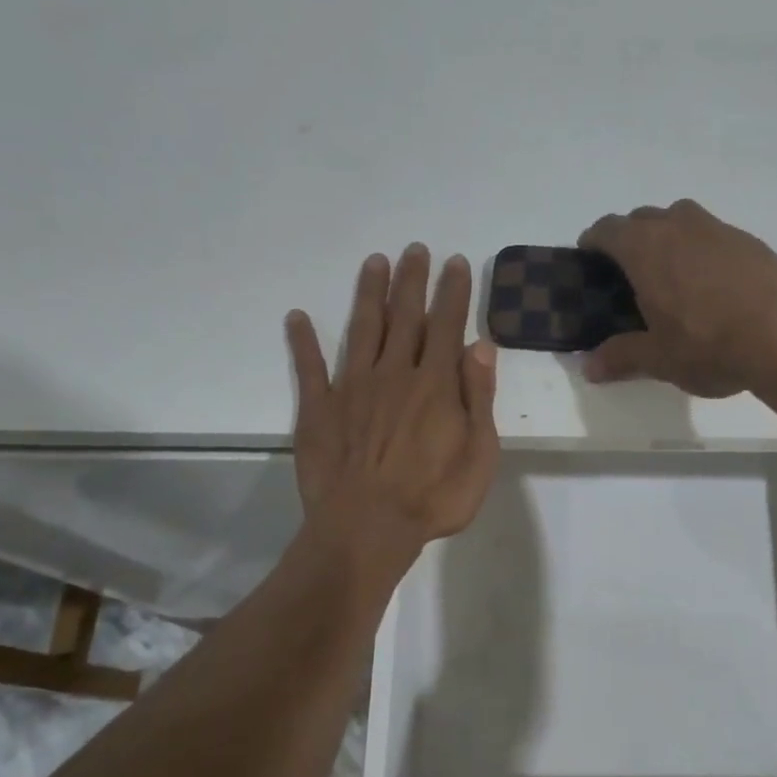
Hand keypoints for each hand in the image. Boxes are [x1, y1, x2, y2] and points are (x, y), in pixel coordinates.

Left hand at [287, 245, 500, 571]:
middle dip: (412, 279)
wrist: (367, 528)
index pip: (446, 325)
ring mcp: (352, 388)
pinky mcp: (319, 409)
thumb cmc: (433, 497)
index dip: (452, 292)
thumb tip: (480, 345)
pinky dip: (303, 341)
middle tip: (415, 248)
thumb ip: (479, 397)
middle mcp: (393, 373)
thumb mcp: (479, 454)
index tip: (455, 262)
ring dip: (369, 293)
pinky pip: (309, 367)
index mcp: (434, 384)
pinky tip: (296, 317)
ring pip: (363, 329)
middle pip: (405, 316)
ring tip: (374, 261)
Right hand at [579, 200, 776, 397]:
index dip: (593, 243)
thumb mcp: (659, 359)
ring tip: (670, 276)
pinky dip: (701, 250)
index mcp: (646, 248)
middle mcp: (679, 226)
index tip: (588, 261)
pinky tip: (711, 286)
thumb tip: (589, 368)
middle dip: (629, 240)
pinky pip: (712, 235)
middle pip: (642, 219)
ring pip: (680, 220)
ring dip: (667, 238)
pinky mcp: (750, 241)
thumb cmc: (710, 345)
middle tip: (628, 276)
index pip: (607, 229)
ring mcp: (718, 229)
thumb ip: (621, 357)